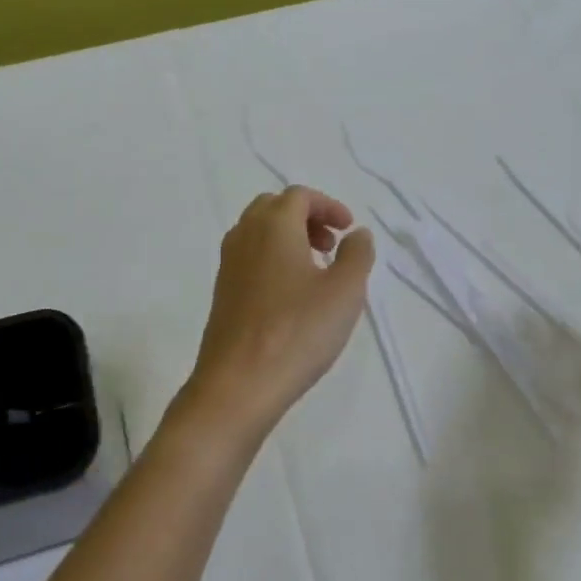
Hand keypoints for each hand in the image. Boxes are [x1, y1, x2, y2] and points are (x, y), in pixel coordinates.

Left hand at [180, 187, 375, 446]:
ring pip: (258, 233)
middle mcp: (244, 236)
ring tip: (316, 272)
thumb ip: (357, 255)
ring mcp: (228, 265)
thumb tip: (357, 234)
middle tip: (331, 245)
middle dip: (306, 218)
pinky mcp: (222, 293)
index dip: (328, 206)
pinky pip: (249, 259)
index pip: (299, 196)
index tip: (348, 229)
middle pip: (274, 208)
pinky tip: (292, 296)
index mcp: (273, 226)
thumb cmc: (297, 332)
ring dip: (289, 239)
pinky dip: (273, 260)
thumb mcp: (344, 291)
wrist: (238, 384)